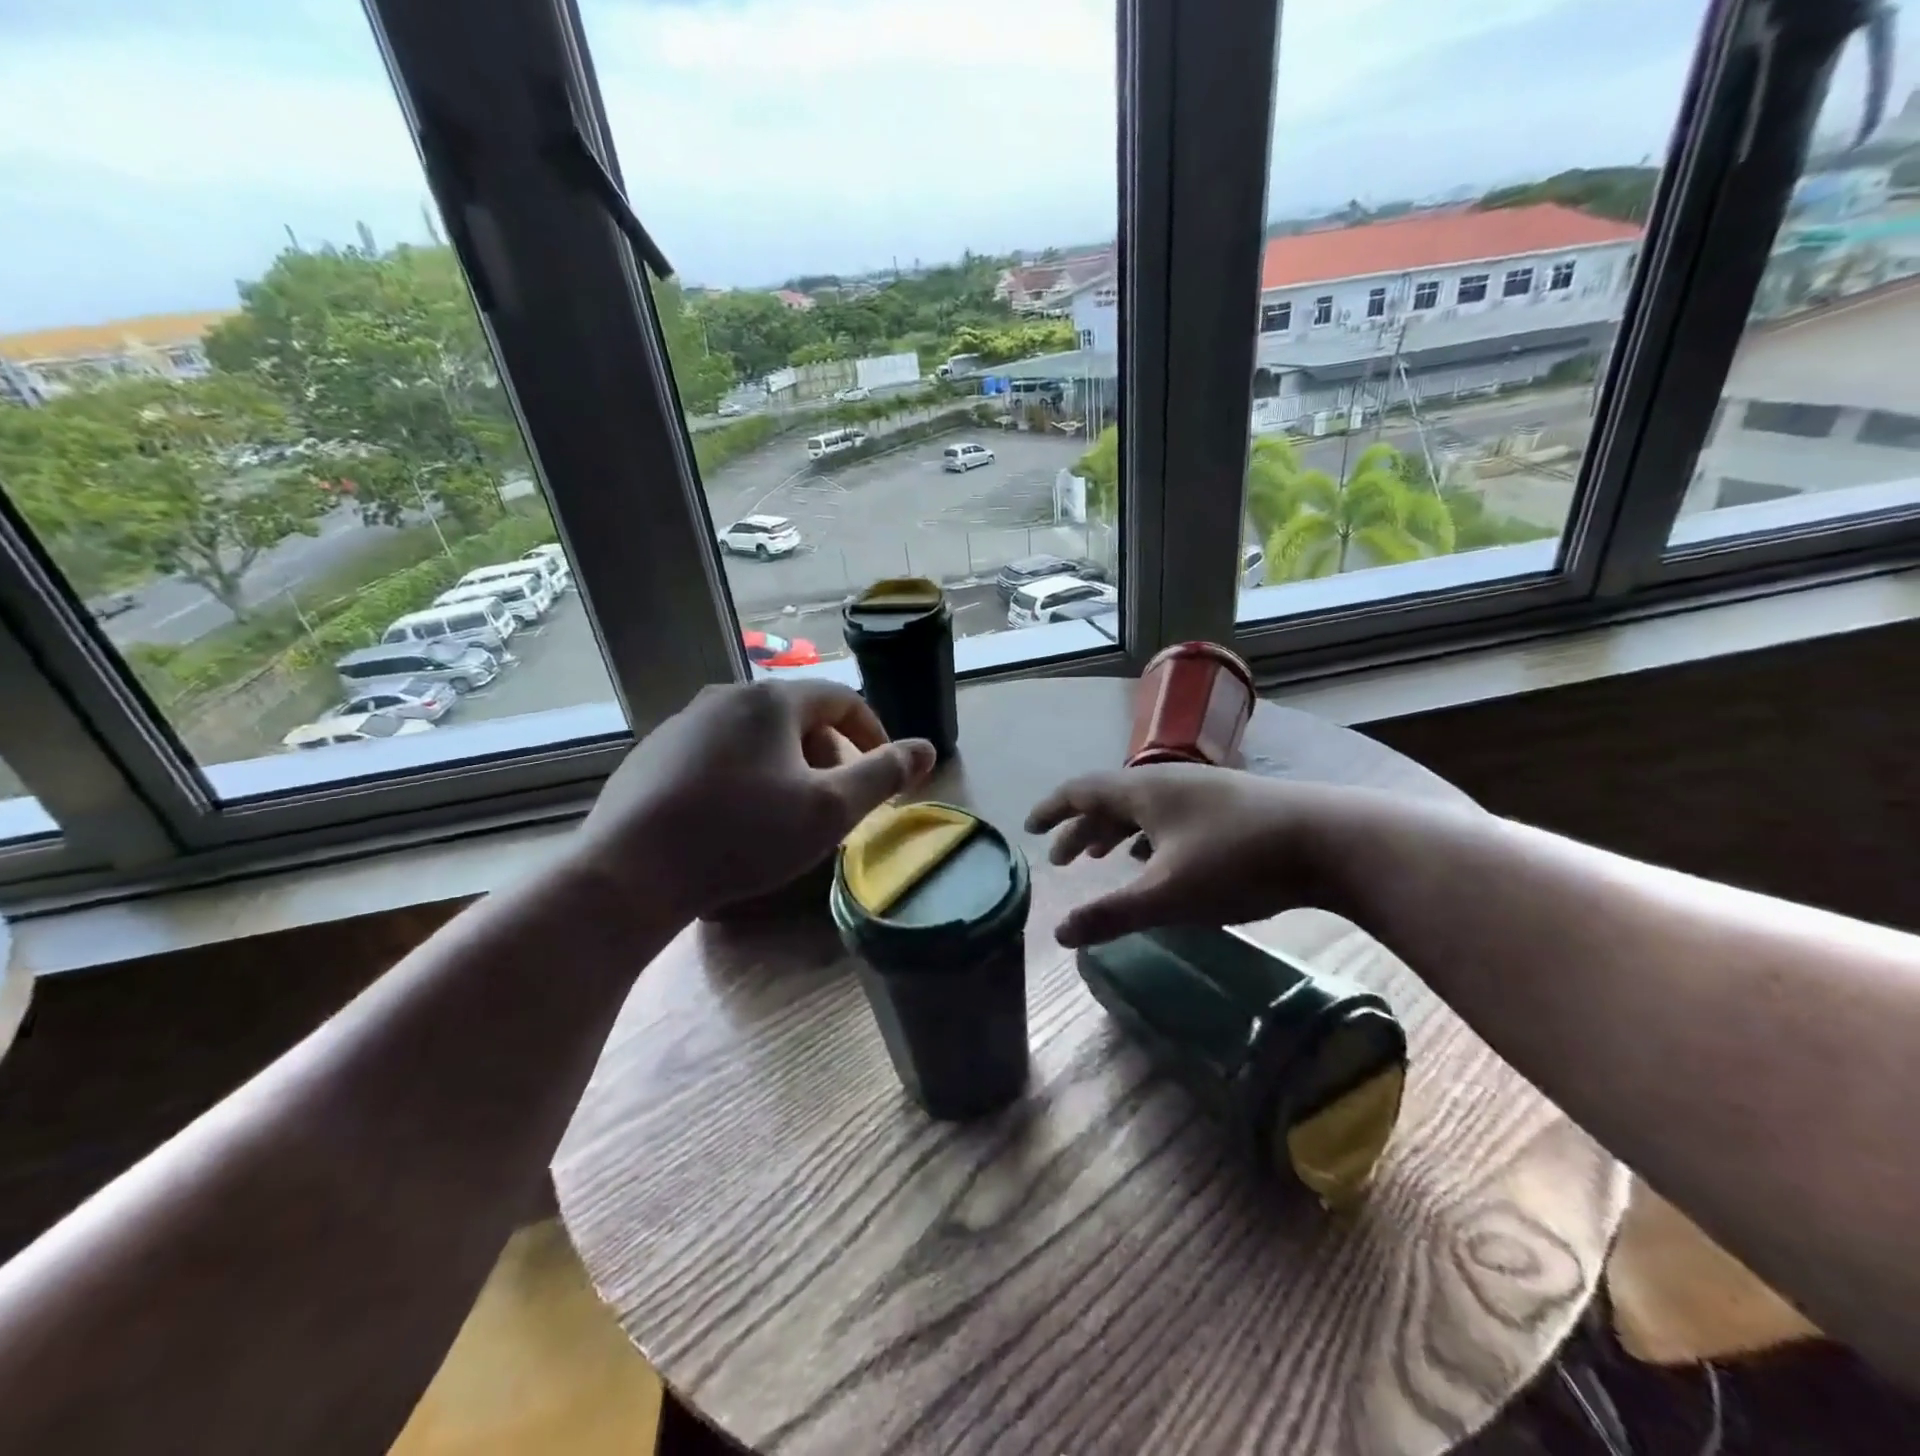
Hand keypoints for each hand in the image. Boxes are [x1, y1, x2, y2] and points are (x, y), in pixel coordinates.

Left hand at [572, 680, 934, 919]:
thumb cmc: (743, 835)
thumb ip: (884, 775)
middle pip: (797, 715)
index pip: (841, 698)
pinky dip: (744, 775)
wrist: (630, 872)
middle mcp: (725, 696)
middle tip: (836, 801)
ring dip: (787, 766)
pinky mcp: (653, 755)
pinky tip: (734, 819)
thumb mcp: (829, 809)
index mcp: (771, 700)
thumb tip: (926, 748)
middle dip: (828, 754)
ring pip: (756, 735)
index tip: (884, 770)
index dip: (872, 732)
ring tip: (788, 813)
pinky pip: (718, 753)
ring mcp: (682, 723)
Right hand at [1025, 765, 1351, 946]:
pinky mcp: (1231, 806)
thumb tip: (1059, 933)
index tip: (1029, 826)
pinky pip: (1172, 816)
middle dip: (1081, 828)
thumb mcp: (1168, 895)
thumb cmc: (1238, 862)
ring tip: (1104, 857)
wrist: (1331, 841)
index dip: (1052, 809)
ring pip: (1144, 808)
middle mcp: (1169, 782)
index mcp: (1144, 791)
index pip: (1082, 791)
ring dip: (1116, 831)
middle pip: (1110, 800)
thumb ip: (1111, 913)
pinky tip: (1161, 857)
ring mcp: (1203, 791)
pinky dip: (1150, 835)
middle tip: (1061, 859)